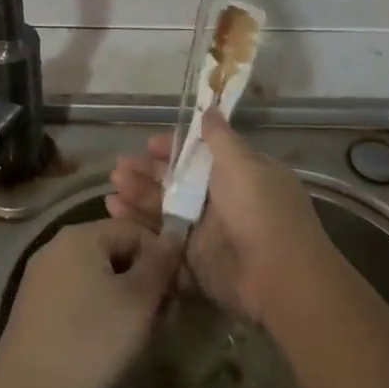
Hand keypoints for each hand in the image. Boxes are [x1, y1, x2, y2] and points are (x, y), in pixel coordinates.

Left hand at [0, 217, 180, 387]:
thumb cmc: (90, 340)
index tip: (176, 294)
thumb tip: (174, 234)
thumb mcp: (138, 300)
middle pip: (114, 249)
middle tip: (160, 317)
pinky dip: (98, 308)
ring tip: (137, 332)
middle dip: (142, 279)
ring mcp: (42, 275)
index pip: (135, 230)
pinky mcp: (34, 303)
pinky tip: (106, 339)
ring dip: (123, 296)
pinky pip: (77, 293)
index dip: (162, 258)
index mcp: (81, 235)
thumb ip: (160, 262)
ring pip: (97, 274)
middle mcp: (56, 245)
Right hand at [106, 109, 334, 324]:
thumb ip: (220, 139)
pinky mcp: (194, 261)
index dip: (173, 148)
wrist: (279, 279)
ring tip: (110, 192)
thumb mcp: (242, 165)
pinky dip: (139, 229)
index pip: (200, 155)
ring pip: (165, 210)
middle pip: (177, 182)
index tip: (148, 144)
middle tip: (117, 169)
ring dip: (138, 198)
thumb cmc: (260, 211)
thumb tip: (210, 108)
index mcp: (238, 174)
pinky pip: (162, 240)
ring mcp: (208, 233)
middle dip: (147, 174)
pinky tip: (115, 216)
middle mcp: (222, 201)